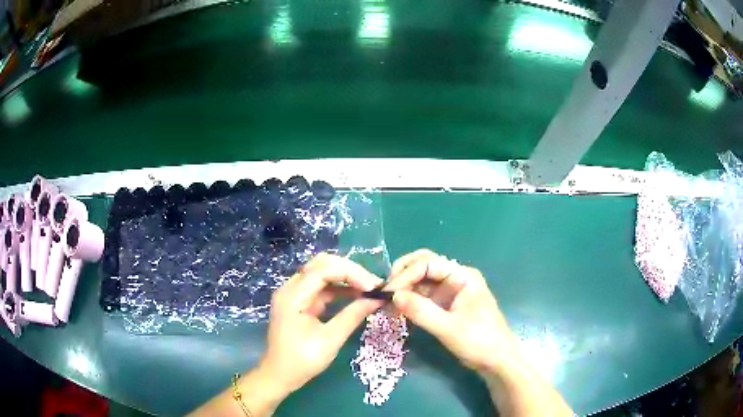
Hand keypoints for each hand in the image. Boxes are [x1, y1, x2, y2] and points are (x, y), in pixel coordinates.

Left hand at [260, 253, 383, 393]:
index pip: (323, 269)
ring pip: (322, 273)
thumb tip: (376, 299)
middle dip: (349, 270)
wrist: (280, 375)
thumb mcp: (330, 340)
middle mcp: (290, 288)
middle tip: (373, 284)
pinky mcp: (300, 302)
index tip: (373, 286)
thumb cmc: (302, 360)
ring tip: (370, 289)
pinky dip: (340, 288)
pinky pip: (321, 287)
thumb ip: (353, 316)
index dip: (351, 273)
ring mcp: (294, 294)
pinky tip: (357, 295)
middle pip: (321, 264)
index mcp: (293, 296)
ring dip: (346, 278)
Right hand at [386, 249, 520, 375]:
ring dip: (405, 288)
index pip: (427, 264)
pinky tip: (399, 310)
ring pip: (422, 280)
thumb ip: (421, 311)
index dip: (405, 276)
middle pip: (424, 264)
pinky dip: (410, 300)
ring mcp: (452, 290)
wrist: (497, 360)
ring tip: (388, 304)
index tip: (388, 294)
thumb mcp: (448, 328)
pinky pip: (425, 295)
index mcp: (463, 276)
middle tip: (386, 292)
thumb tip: (393, 296)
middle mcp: (456, 277)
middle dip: (403, 275)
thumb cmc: (479, 342)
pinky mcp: (447, 304)